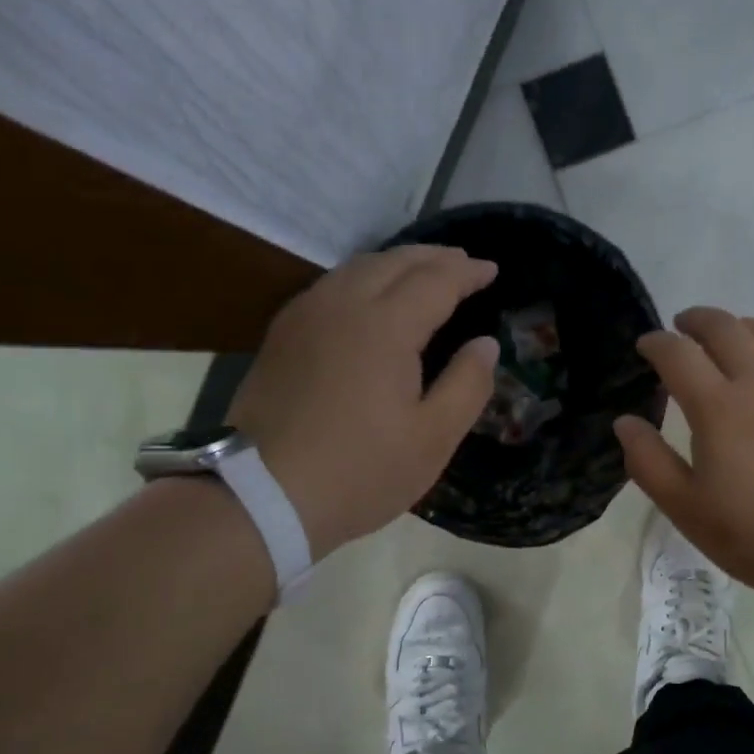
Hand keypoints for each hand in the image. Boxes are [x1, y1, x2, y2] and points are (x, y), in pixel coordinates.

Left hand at [228, 246, 500, 561]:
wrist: (260, 496)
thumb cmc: (360, 471)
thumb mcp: (432, 439)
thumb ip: (467, 385)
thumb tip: (486, 344)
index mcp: (385, 327)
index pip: (436, 280)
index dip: (467, 272)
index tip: (492, 269)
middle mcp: (342, 305)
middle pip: (394, 262)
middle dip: (434, 257)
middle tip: (463, 263)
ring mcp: (305, 316)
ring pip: (357, 267)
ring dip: (397, 263)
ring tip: (423, 272)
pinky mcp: (281, 335)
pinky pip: (331, 286)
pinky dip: (363, 277)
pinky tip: (370, 296)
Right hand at [614, 307, 753, 606]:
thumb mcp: (688, 510)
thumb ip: (649, 462)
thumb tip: (624, 422)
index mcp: (718, 407)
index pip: (677, 353)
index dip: (656, 343)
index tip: (645, 346)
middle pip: (722, 326)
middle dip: (694, 320)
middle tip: (681, 328)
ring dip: (734, 326)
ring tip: (723, 340)